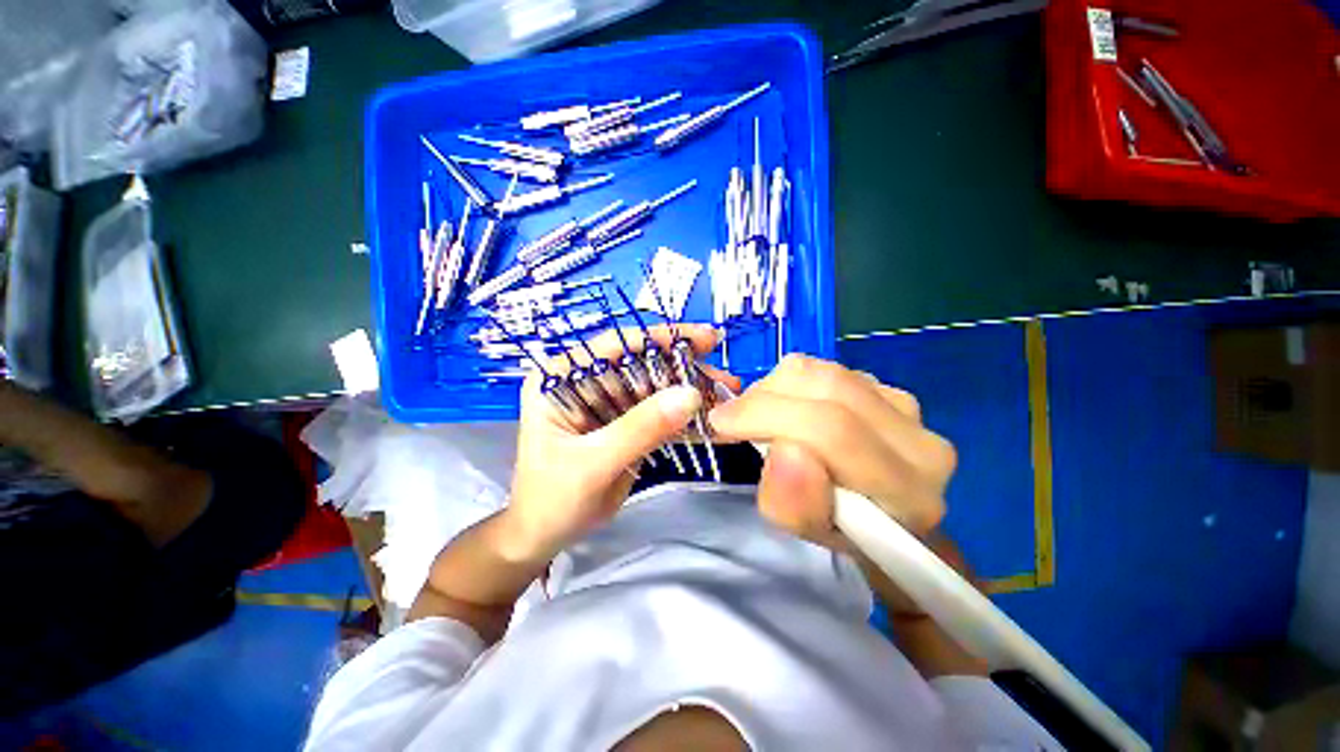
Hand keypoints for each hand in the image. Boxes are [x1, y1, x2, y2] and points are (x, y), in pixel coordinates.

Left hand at [500, 324, 740, 560]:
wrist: (546, 535)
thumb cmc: (553, 499)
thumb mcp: (594, 463)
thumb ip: (639, 428)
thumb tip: (690, 395)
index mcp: (560, 379)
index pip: (614, 346)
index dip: (660, 340)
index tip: (704, 339)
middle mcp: (583, 382)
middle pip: (640, 364)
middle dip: (683, 368)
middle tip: (723, 375)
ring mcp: (605, 403)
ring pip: (653, 386)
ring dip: (689, 390)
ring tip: (725, 393)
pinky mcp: (622, 422)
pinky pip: (656, 411)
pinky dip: (683, 414)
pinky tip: (709, 415)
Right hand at [707, 354, 955, 547]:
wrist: (880, 514)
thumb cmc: (840, 531)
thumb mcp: (807, 532)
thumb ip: (794, 503)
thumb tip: (785, 450)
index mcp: (909, 491)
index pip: (833, 431)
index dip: (769, 418)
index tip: (721, 423)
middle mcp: (921, 439)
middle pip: (827, 388)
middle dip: (764, 398)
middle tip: (733, 418)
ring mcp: (906, 405)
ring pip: (822, 371)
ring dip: (775, 388)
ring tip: (760, 415)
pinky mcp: (887, 386)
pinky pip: (825, 368)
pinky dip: (790, 383)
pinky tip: (787, 408)